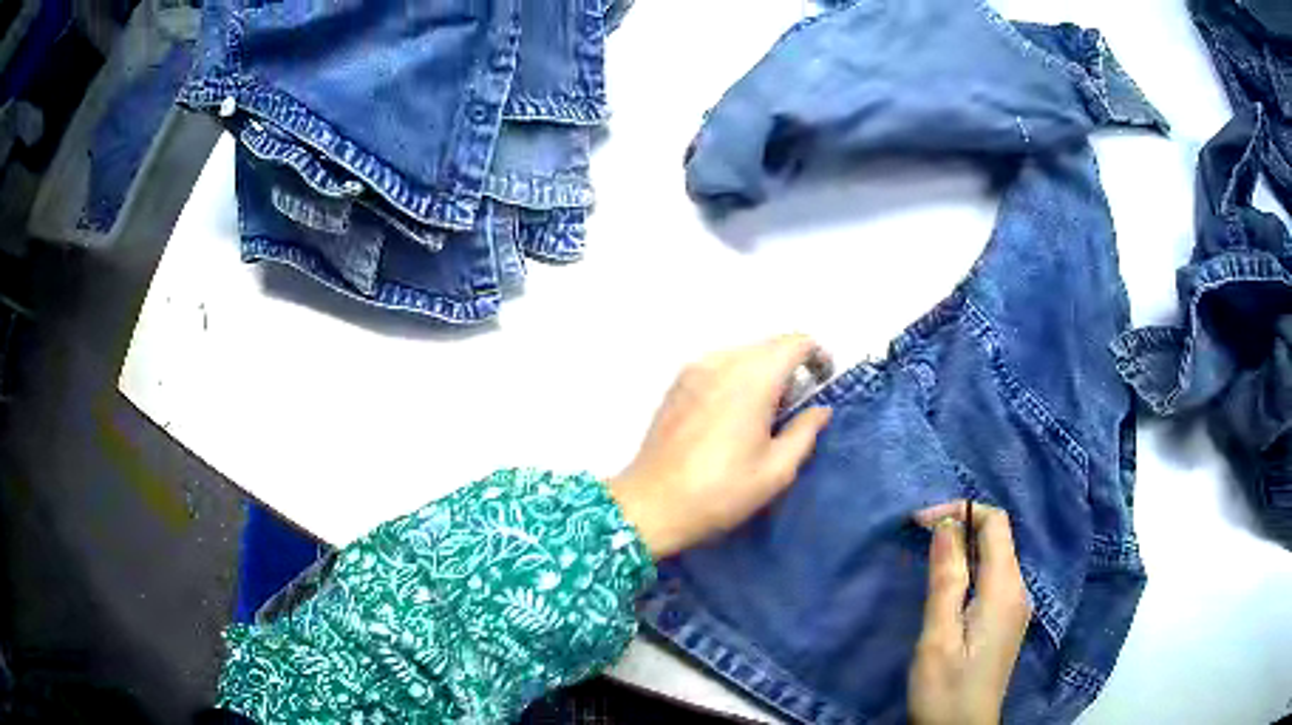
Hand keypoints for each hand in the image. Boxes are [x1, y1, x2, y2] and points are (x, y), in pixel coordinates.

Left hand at [609, 335, 831, 558]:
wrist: (652, 504)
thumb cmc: (720, 491)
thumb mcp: (776, 471)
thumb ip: (805, 432)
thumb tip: (820, 409)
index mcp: (752, 379)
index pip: (794, 343)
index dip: (816, 356)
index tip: (823, 382)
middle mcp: (722, 362)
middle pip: (768, 345)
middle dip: (790, 365)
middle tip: (795, 406)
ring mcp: (694, 370)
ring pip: (742, 353)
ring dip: (762, 371)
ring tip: (763, 413)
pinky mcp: (677, 384)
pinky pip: (718, 365)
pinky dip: (736, 377)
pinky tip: (733, 414)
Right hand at [909, 501, 1030, 724]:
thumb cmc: (946, 689)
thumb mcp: (938, 637)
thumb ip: (946, 580)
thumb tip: (947, 525)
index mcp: (1004, 590)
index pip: (995, 523)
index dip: (961, 511)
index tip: (921, 523)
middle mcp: (1018, 590)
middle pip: (998, 537)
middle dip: (961, 526)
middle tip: (918, 538)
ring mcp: (1016, 607)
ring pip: (996, 557)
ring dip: (964, 549)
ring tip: (927, 559)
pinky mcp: (1007, 621)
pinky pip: (994, 578)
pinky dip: (971, 569)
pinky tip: (948, 587)